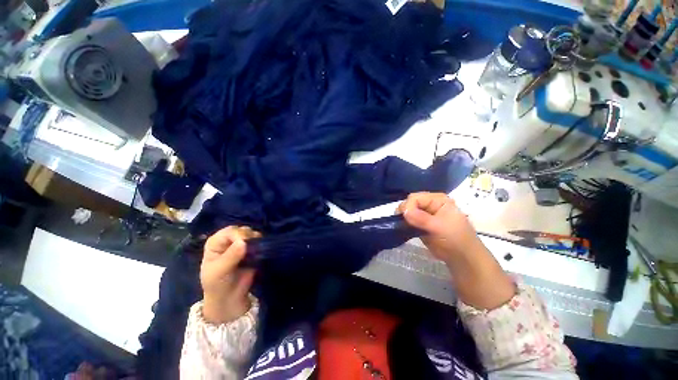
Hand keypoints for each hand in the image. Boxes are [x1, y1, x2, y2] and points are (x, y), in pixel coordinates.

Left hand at [201, 226, 259, 323]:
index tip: (245, 243)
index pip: (229, 231)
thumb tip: (244, 242)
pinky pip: (259, 241)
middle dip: (249, 236)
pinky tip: (260, 251)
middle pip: (243, 230)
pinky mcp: (252, 249)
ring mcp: (241, 244)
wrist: (229, 298)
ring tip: (256, 251)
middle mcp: (229, 240)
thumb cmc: (217, 284)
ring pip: (253, 234)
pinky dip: (261, 244)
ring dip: (257, 240)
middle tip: (253, 247)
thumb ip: (231, 256)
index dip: (238, 235)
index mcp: (216, 242)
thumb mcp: (219, 271)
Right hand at [398, 192, 514, 309]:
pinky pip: (408, 220)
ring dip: (403, 218)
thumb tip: (404, 211)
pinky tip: (404, 228)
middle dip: (405, 211)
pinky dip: (405, 223)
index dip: (408, 206)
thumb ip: (421, 218)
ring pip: (408, 211)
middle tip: (402, 222)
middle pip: (410, 203)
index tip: (405, 218)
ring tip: (402, 226)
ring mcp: (424, 214)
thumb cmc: (455, 239)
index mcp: (437, 199)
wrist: (462, 257)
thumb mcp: (439, 227)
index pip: (415, 197)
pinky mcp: (420, 223)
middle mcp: (430, 204)